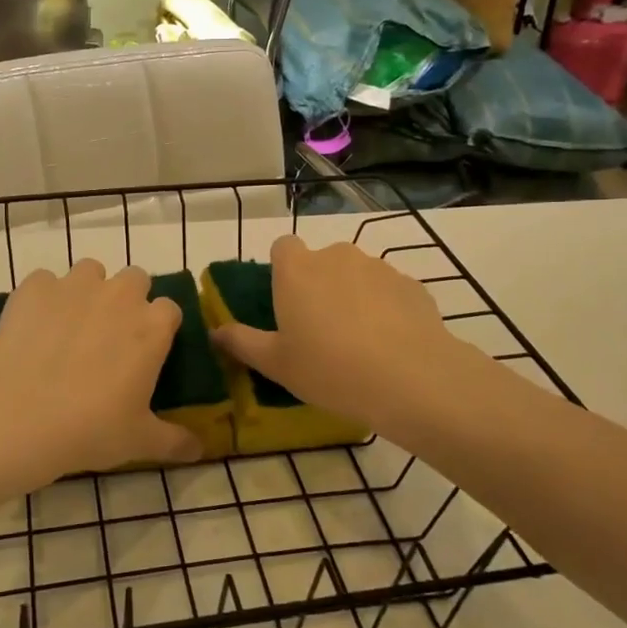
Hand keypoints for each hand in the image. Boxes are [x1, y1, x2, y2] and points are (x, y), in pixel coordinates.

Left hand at [0, 258, 200, 477]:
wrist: (18, 417)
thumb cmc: (90, 429)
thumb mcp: (140, 441)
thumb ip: (175, 441)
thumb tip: (199, 450)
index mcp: (152, 326)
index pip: (170, 309)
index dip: (159, 327)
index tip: (147, 351)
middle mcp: (119, 295)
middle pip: (135, 279)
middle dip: (128, 300)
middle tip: (110, 337)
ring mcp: (74, 285)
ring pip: (90, 272)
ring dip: (87, 291)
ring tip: (70, 327)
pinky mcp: (34, 287)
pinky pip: (45, 282)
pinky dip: (44, 299)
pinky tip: (34, 329)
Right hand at [212, 234, 477, 437]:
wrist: (411, 379)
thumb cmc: (329, 369)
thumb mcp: (275, 363)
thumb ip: (241, 342)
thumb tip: (215, 332)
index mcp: (297, 270)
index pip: (283, 247)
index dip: (283, 270)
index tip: (286, 303)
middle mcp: (336, 256)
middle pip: (321, 261)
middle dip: (319, 286)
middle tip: (320, 331)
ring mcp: (378, 267)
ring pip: (356, 275)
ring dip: (353, 296)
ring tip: (359, 342)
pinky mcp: (412, 285)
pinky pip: (388, 291)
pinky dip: (385, 309)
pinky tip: (390, 345)